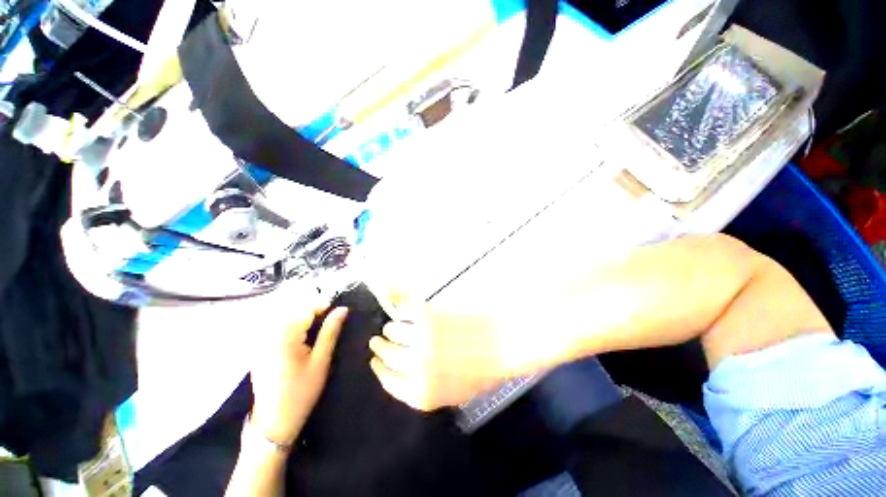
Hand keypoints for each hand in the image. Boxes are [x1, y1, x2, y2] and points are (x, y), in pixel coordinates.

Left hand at [250, 306, 348, 445]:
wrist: (274, 421)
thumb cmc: (302, 392)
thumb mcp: (321, 361)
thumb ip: (330, 332)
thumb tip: (342, 309)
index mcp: (284, 337)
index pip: (305, 308)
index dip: (323, 306)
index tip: (337, 313)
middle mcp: (268, 335)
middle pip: (293, 310)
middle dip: (312, 311)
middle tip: (329, 321)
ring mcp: (260, 342)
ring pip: (284, 316)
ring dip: (302, 317)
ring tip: (317, 328)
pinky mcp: (258, 348)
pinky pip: (275, 327)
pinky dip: (290, 325)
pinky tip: (300, 337)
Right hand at [368, 305, 508, 410]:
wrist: (502, 342)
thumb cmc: (483, 369)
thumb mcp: (453, 392)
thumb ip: (426, 387)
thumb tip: (406, 373)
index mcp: (422, 393)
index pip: (389, 382)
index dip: (380, 371)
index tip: (375, 363)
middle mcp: (416, 367)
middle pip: (388, 356)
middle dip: (380, 348)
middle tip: (376, 341)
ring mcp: (420, 339)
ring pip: (392, 332)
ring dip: (389, 329)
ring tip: (390, 326)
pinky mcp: (427, 315)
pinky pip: (405, 312)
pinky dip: (401, 312)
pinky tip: (403, 312)